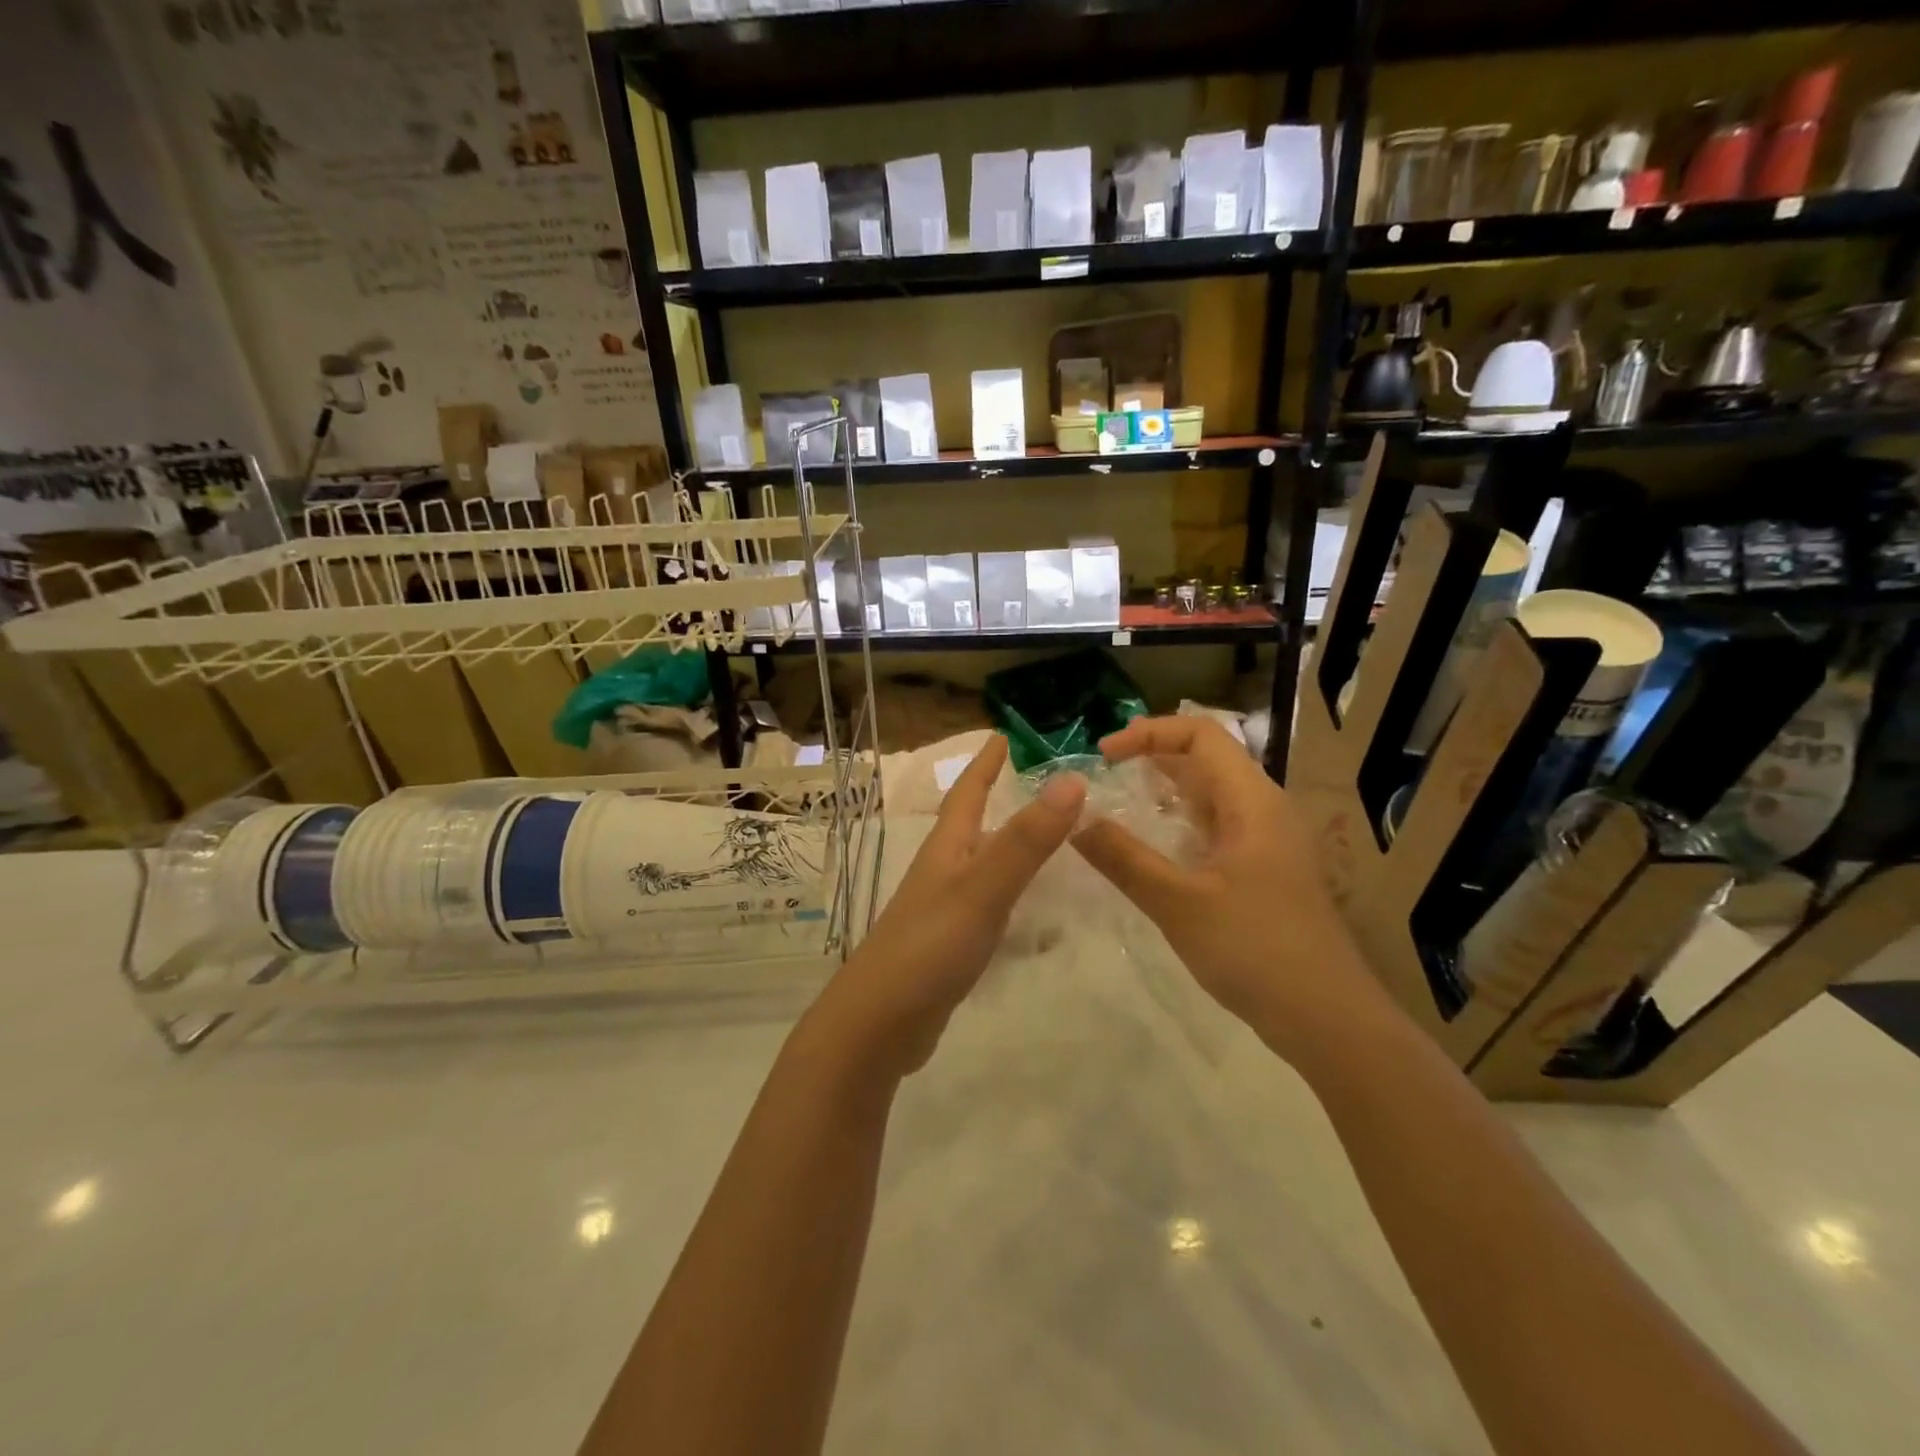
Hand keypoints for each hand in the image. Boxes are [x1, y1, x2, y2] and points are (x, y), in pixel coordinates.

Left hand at [809, 734, 1085, 1078]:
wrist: (879, 1024)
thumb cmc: (929, 946)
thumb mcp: (983, 888)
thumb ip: (1026, 840)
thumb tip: (1071, 779)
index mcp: (947, 849)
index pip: (968, 792)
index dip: (986, 763)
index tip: (1004, 736)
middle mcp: (943, 871)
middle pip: (973, 825)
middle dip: (1000, 799)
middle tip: (1041, 784)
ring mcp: (943, 910)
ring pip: (982, 865)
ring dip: (1009, 846)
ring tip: (1047, 840)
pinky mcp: (949, 946)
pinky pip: (988, 906)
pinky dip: (1012, 896)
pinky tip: (1033, 912)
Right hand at [1072, 716, 1385, 1062]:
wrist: (1326, 1017)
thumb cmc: (1255, 949)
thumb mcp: (1178, 902)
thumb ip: (1123, 858)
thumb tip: (1074, 822)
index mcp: (1251, 801)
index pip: (1201, 735)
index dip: (1149, 732)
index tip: (1104, 754)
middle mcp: (1262, 809)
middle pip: (1206, 759)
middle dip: (1153, 756)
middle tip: (1103, 774)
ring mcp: (1265, 842)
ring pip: (1210, 796)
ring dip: (1165, 791)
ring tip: (1118, 801)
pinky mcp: (1262, 871)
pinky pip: (1214, 829)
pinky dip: (1179, 824)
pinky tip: (1150, 848)